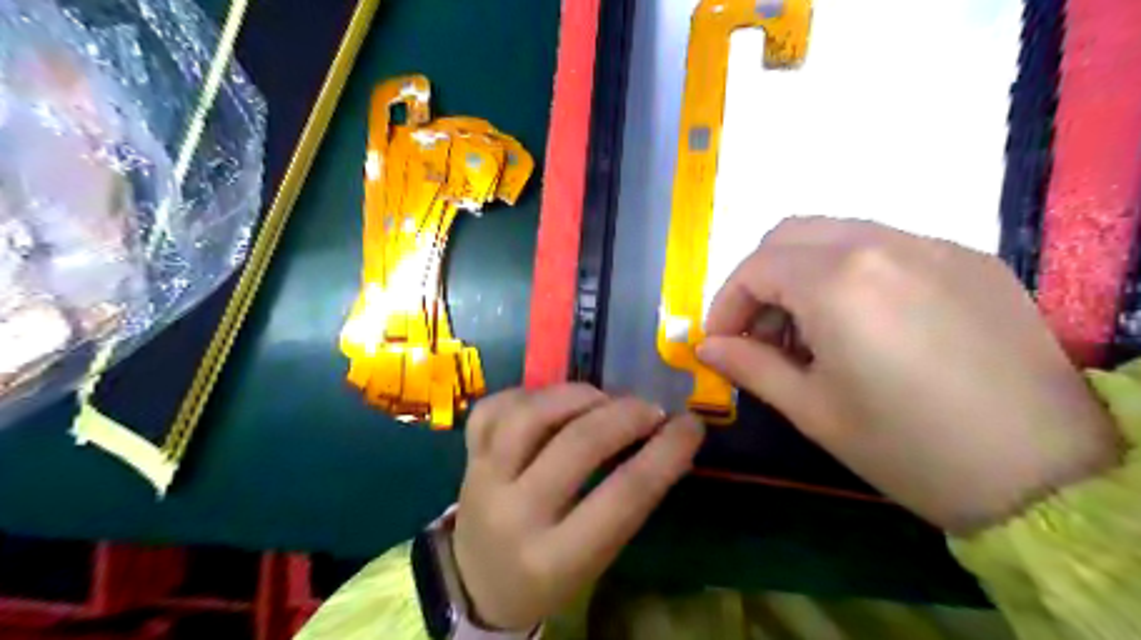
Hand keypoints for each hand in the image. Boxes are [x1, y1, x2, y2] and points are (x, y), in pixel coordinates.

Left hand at [455, 385, 705, 629]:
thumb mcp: (594, 557)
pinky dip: (530, 394)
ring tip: (603, 399)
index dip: (665, 453)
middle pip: (576, 445)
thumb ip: (626, 502)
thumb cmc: (548, 574)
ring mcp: (483, 478)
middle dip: (625, 416)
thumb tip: (665, 439)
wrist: (476, 581)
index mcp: (556, 558)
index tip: (691, 425)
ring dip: (577, 395)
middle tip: (651, 409)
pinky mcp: (467, 454)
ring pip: (530, 415)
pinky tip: (552, 401)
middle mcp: (515, 514)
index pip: (623, 496)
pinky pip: (496, 406)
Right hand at [702, 218, 1120, 531]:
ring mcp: (931, 245)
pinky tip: (864, 324)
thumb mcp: (813, 410)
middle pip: (789, 234)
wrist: (1047, 474)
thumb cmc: (908, 447)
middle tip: (760, 332)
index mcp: (838, 282)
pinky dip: (850, 272)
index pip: (754, 268)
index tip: (722, 342)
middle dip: (760, 279)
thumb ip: (750, 367)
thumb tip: (707, 347)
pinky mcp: (967, 260)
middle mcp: (881, 244)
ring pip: (836, 234)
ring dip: (802, 272)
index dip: (726, 304)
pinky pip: (885, 247)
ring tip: (809, 331)